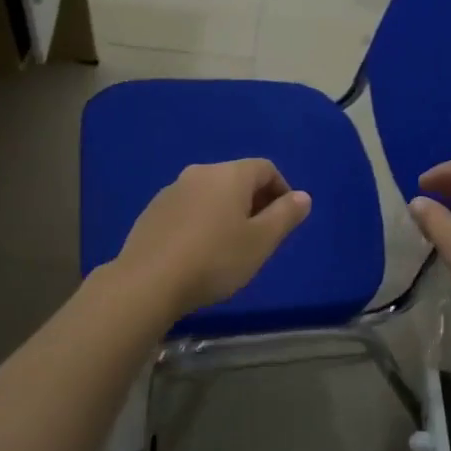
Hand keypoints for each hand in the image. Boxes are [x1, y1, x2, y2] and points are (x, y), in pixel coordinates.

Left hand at [111, 159, 311, 319]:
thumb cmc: (215, 260)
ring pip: (211, 194)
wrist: (147, 282)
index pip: (265, 168)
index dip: (282, 190)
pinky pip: (189, 208)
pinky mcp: (152, 211)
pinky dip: (202, 221)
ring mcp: (171, 191)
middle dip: (255, 202)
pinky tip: (199, 252)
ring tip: (230, 247)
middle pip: (237, 179)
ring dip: (227, 212)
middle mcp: (199, 173)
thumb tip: (302, 196)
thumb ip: (285, 215)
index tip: (285, 220)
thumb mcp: (261, 242)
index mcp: (229, 175)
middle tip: (261, 237)